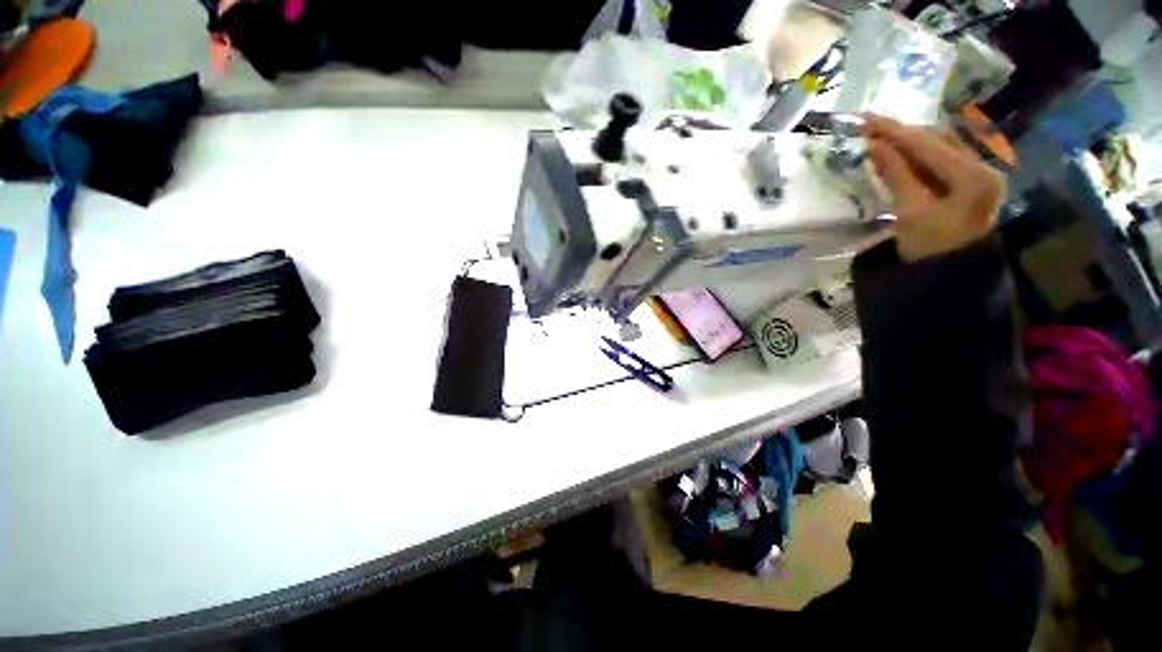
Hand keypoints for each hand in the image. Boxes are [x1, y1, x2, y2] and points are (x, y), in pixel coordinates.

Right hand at [862, 114, 1005, 262]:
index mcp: (973, 175)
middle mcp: (983, 167)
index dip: (896, 131)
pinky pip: (942, 162)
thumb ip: (895, 174)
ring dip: (910, 144)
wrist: (951, 276)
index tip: (867, 118)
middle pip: (939, 141)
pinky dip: (919, 158)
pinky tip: (900, 156)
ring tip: (881, 139)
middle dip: (903, 134)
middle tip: (871, 128)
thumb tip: (874, 144)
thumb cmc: (930, 248)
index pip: (929, 144)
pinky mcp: (973, 184)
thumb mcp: (910, 211)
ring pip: (941, 149)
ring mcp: (981, 175)